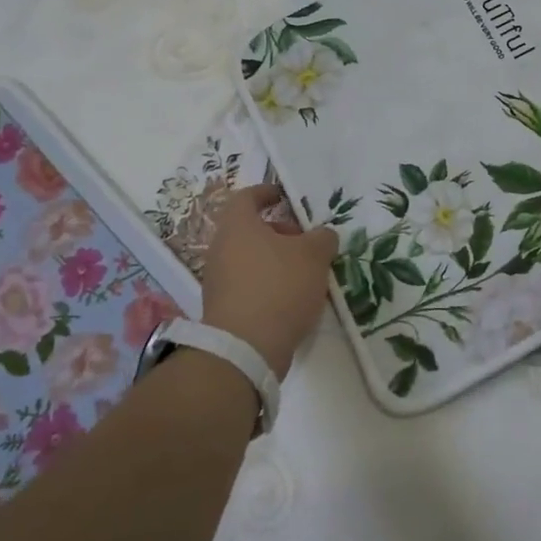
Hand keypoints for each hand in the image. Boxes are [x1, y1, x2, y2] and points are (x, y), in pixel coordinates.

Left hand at [199, 182, 338, 377]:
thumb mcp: (314, 255)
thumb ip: (322, 238)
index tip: (285, 196)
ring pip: (250, 258)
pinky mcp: (222, 308)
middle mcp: (222, 248)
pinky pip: (248, 285)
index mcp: (238, 226)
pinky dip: (268, 285)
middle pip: (250, 230)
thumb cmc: (279, 287)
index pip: (246, 197)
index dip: (266, 192)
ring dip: (276, 261)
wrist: (245, 349)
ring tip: (306, 274)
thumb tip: (322, 236)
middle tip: (306, 242)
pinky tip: (292, 300)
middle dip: (280, 232)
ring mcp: (218, 280)